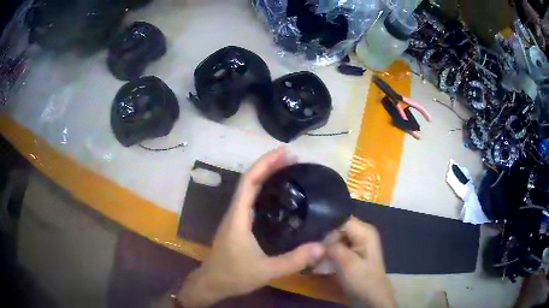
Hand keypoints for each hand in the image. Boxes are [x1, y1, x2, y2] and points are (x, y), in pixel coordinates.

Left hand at [177, 147, 324, 306]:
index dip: (265, 163)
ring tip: (288, 170)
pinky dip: (264, 191)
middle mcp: (235, 212)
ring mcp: (236, 218)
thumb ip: (293, 261)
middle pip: (250, 180)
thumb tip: (321, 247)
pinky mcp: (238, 225)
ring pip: (249, 189)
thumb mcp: (266, 271)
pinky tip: (279, 196)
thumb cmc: (234, 275)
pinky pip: (251, 201)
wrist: (212, 283)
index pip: (249, 181)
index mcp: (238, 217)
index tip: (285, 152)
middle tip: (293, 158)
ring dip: (266, 175)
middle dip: (269, 165)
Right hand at [328, 217, 395, 307]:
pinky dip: (332, 252)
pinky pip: (340, 245)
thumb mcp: (346, 262)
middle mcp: (363, 231)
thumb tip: (319, 241)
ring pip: (338, 237)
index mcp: (365, 230)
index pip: (340, 220)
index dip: (329, 232)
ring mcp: (361, 241)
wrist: (372, 296)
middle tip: (319, 254)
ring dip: (328, 247)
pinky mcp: (356, 250)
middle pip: (339, 227)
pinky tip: (327, 261)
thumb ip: (333, 246)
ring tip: (321, 259)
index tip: (321, 247)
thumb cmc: (361, 279)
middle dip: (327, 240)